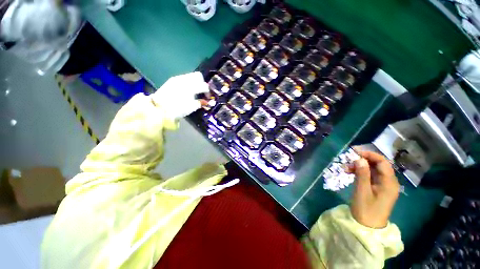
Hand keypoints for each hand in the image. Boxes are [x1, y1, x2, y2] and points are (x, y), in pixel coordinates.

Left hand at [151, 72, 208, 119]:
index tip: (207, 97)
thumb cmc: (178, 109)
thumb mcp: (191, 107)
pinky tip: (186, 90)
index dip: (208, 92)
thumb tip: (206, 101)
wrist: (159, 108)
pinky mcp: (172, 80)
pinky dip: (188, 82)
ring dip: (195, 82)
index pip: (204, 86)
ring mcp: (177, 78)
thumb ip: (200, 103)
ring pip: (190, 76)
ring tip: (194, 91)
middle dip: (202, 83)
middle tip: (202, 91)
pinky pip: (184, 78)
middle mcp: (185, 80)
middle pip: (198, 76)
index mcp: (191, 87)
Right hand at [350, 150, 399, 228]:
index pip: (383, 162)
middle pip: (378, 165)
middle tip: (348, 160)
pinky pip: (370, 176)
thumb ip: (362, 174)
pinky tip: (351, 173)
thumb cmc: (366, 210)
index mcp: (389, 183)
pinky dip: (361, 172)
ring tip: (346, 168)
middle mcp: (389, 182)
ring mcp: (384, 185)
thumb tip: (359, 159)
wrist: (368, 227)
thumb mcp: (362, 191)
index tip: (355, 152)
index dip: (370, 155)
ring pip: (373, 170)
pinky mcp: (378, 188)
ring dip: (360, 166)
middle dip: (363, 160)